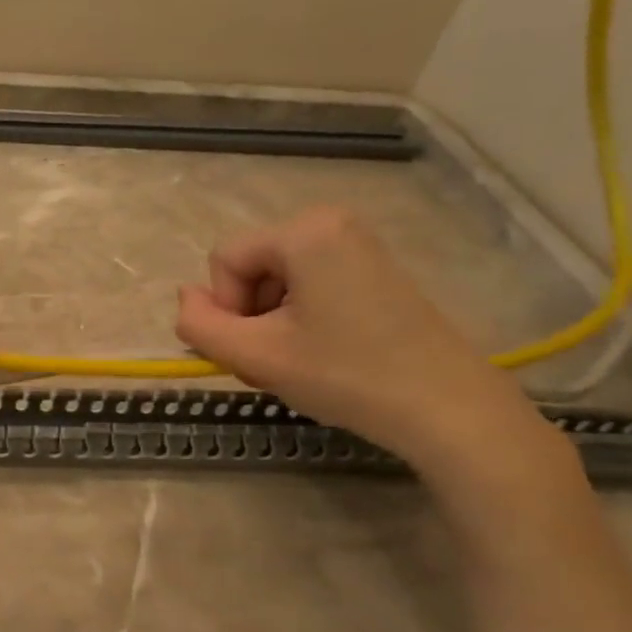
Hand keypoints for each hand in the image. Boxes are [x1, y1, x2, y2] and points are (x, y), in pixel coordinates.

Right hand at [174, 207, 555, 472]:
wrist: (447, 408)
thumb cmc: (345, 375)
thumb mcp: (255, 355)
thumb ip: (199, 325)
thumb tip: (184, 298)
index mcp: (304, 231)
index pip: (224, 261)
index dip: (225, 309)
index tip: (255, 348)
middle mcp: (331, 223)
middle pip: (249, 268)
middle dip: (248, 317)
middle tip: (273, 362)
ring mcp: (357, 245)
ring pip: (274, 281)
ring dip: (269, 324)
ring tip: (295, 363)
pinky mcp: (373, 270)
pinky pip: (307, 285)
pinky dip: (298, 320)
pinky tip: (320, 355)